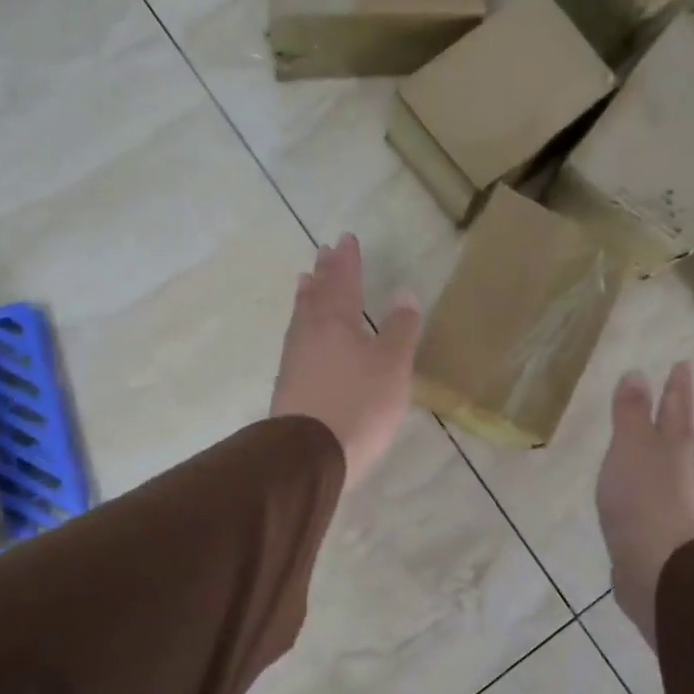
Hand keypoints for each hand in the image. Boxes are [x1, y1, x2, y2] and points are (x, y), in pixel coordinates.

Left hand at [270, 234, 420, 491]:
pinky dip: (302, 325)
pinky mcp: (288, 384)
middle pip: (316, 295)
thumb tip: (405, 293)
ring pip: (302, 316)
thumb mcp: (392, 366)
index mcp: (337, 321)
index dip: (347, 261)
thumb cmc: (359, 404)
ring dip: (307, 296)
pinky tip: (304, 335)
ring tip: (306, 282)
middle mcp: (310, 332)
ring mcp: (294, 359)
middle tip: (323, 253)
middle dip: (323, 273)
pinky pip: (297, 340)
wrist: (310, 454)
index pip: (343, 281)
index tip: (346, 239)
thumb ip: (400, 329)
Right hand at [596, 362, 693, 649]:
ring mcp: (675, 499)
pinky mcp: (661, 526)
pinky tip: (637, 488)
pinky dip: (647, 479)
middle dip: (675, 414)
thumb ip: (631, 412)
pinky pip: (655, 491)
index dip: (677, 385)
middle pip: (679, 433)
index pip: (676, 406)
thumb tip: (637, 373)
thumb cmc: (643, 497)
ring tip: (652, 439)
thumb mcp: (631, 445)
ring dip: (662, 448)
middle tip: (672, 395)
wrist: (655, 565)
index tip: (682, 364)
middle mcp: (682, 468)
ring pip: (670, 463)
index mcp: (676, 444)